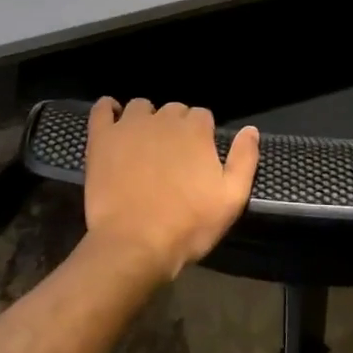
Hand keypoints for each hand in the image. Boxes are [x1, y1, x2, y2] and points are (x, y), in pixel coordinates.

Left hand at [82, 98, 260, 285]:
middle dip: (175, 127)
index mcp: (195, 130)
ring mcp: (129, 126)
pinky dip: (107, 109)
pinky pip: (102, 110)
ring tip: (143, 144)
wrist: (135, 245)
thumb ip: (244, 159)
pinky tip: (111, 119)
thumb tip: (250, 129)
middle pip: (173, 110)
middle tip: (172, 158)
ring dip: (145, 119)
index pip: (202, 116)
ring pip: (140, 107)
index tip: (197, 158)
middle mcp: (164, 119)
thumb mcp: (231, 199)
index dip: (201, 135)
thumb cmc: (188, 225)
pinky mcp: (102, 138)